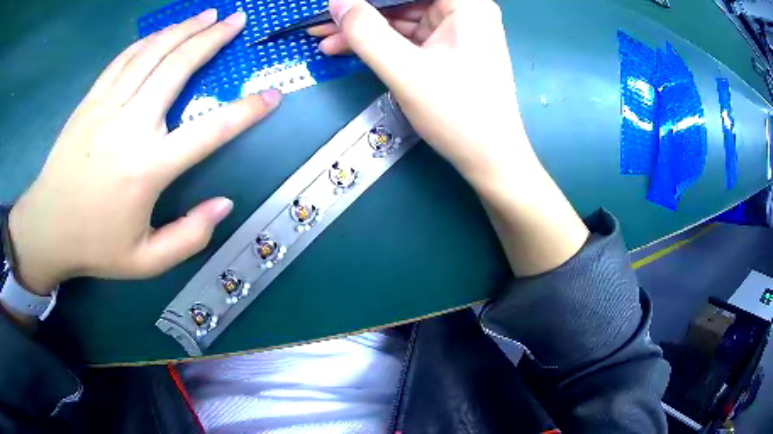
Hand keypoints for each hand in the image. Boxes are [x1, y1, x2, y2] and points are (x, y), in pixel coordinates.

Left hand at [8, 10, 281, 294]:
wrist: (47, 228)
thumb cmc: (95, 246)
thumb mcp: (147, 261)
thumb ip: (189, 237)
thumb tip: (225, 204)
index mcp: (149, 168)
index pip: (211, 130)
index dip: (247, 111)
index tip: (273, 95)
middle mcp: (131, 125)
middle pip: (179, 66)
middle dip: (214, 38)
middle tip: (237, 20)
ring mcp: (107, 106)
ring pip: (152, 52)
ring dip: (184, 29)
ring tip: (208, 14)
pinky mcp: (90, 100)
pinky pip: (124, 59)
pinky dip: (147, 41)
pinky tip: (162, 33)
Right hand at [311, 0, 532, 184]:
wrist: (489, 158)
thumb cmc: (457, 113)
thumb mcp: (405, 70)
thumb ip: (365, 32)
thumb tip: (337, 3)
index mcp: (465, 5)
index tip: (336, 4)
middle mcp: (463, 11)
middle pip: (403, 1)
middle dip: (360, 12)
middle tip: (321, 22)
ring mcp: (455, 30)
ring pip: (400, 18)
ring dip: (363, 28)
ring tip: (323, 38)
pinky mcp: (446, 49)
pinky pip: (406, 37)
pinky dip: (378, 42)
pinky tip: (347, 48)